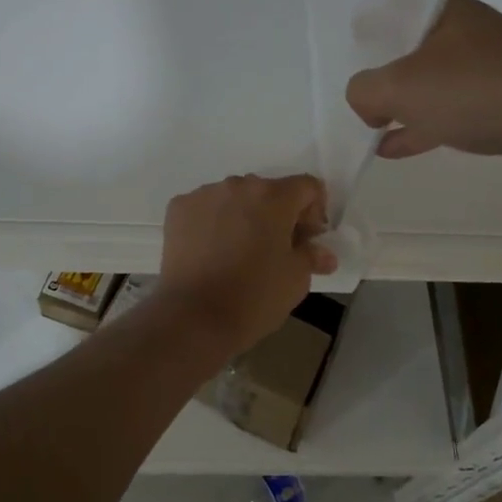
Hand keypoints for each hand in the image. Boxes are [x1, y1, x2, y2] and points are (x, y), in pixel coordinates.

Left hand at [156, 175, 337, 352]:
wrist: (194, 316)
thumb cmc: (255, 296)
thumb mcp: (296, 279)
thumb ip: (312, 256)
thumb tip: (323, 253)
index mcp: (273, 196)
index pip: (307, 187)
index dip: (314, 212)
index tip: (307, 240)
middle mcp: (238, 185)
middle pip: (268, 191)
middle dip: (277, 215)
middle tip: (276, 250)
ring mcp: (204, 194)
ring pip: (234, 198)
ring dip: (243, 216)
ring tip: (239, 253)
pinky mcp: (178, 208)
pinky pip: (205, 208)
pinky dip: (213, 223)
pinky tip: (212, 252)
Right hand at [346, 0, 501, 175]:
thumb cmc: (480, 90)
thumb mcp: (402, 88)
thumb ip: (365, 91)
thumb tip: (368, 104)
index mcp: (445, 11)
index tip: (352, 14)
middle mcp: (467, 32)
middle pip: (410, 41)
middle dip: (381, 58)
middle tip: (354, 72)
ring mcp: (489, 67)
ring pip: (430, 79)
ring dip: (401, 100)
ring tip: (370, 120)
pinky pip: (451, 109)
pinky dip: (423, 125)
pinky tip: (395, 147)